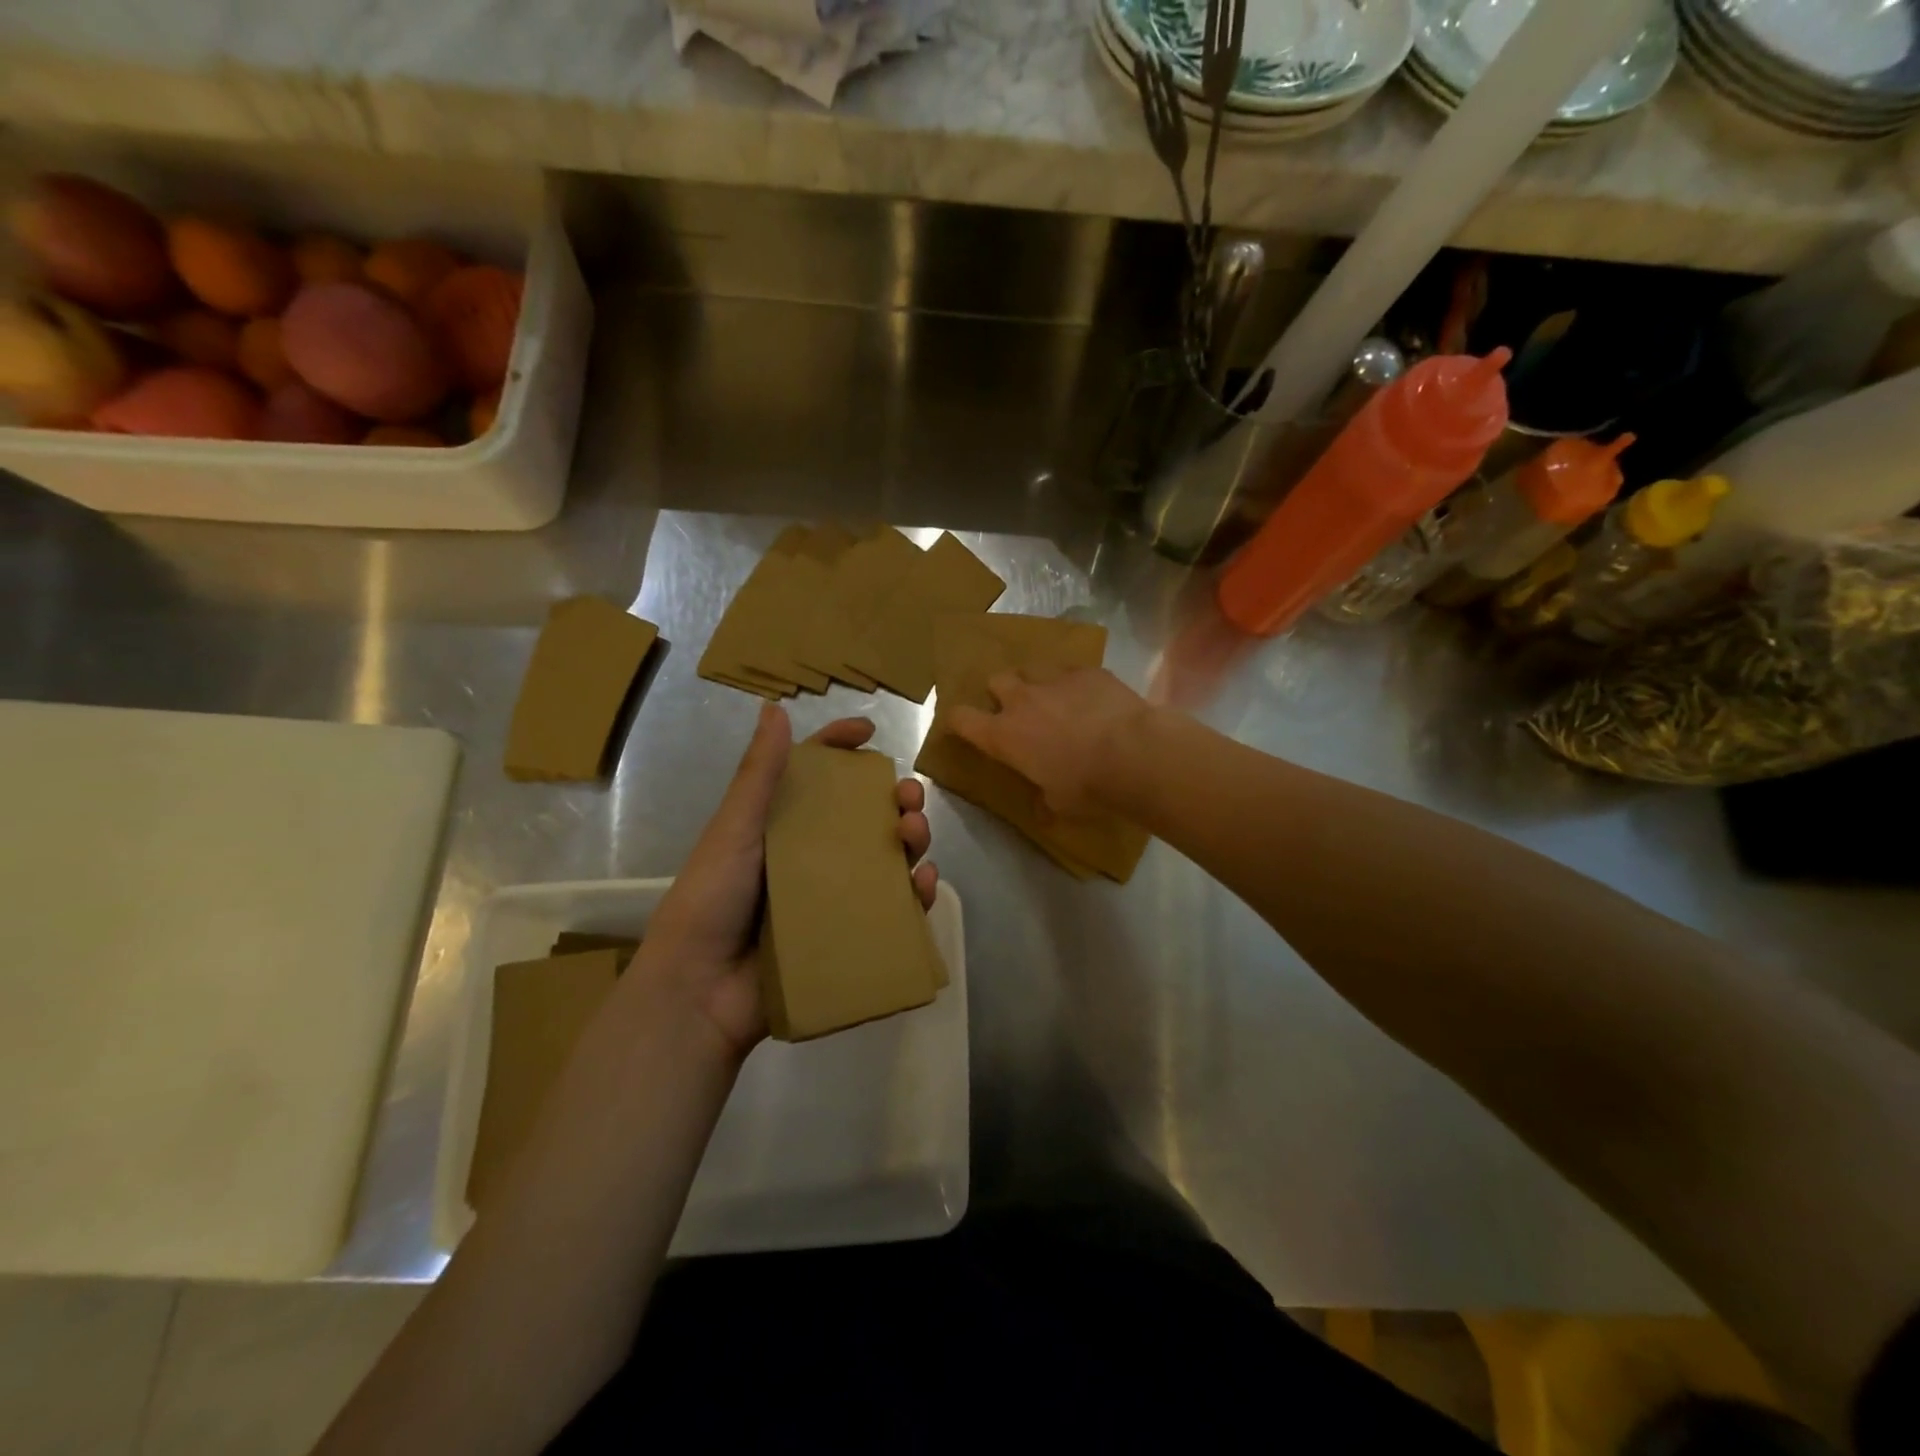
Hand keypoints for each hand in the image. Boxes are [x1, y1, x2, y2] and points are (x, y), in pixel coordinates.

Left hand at [638, 706, 935, 1059]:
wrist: (700, 993)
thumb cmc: (710, 902)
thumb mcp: (733, 832)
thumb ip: (758, 776)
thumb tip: (774, 706)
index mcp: (780, 826)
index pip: (816, 776)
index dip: (841, 749)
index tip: (870, 733)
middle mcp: (811, 856)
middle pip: (865, 816)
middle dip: (895, 799)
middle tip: (909, 797)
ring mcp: (833, 897)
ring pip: (887, 859)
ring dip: (912, 840)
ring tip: (915, 837)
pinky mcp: (848, 935)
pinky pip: (893, 909)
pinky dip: (916, 894)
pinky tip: (924, 884)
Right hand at [948, 667, 1149, 819]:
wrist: (1134, 754)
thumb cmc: (1088, 786)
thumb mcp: (1059, 804)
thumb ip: (1044, 801)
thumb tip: (1042, 811)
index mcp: (1004, 735)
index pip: (962, 719)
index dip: (957, 720)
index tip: (962, 725)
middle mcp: (1022, 701)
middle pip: (996, 680)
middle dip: (1001, 692)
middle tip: (1017, 709)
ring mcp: (1055, 680)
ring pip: (1032, 669)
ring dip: (1036, 682)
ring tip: (1054, 699)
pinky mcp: (1088, 671)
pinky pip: (1071, 670)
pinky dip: (1074, 683)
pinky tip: (1091, 698)